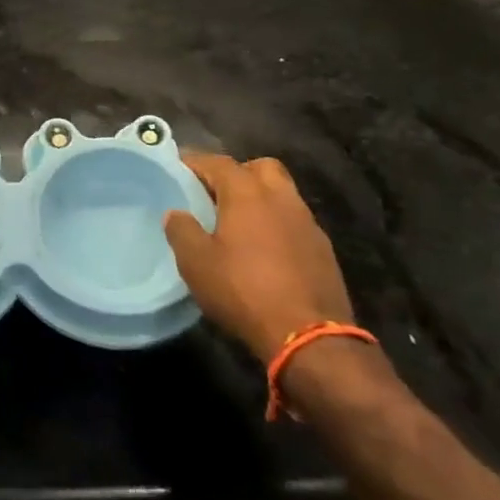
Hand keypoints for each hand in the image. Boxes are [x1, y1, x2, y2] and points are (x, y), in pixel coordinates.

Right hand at [165, 151, 354, 363]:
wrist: (309, 337)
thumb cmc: (244, 291)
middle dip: (237, 173)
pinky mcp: (323, 249)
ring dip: (261, 199)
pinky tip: (265, 250)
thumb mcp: (196, 263)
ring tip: (240, 223)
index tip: (178, 169)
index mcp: (247, 192)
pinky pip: (295, 222)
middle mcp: (280, 197)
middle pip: (259, 167)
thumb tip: (176, 213)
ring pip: (282, 193)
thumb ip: (182, 231)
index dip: (195, 162)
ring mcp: (307, 222)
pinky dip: (278, 224)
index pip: (217, 162)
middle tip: (216, 194)